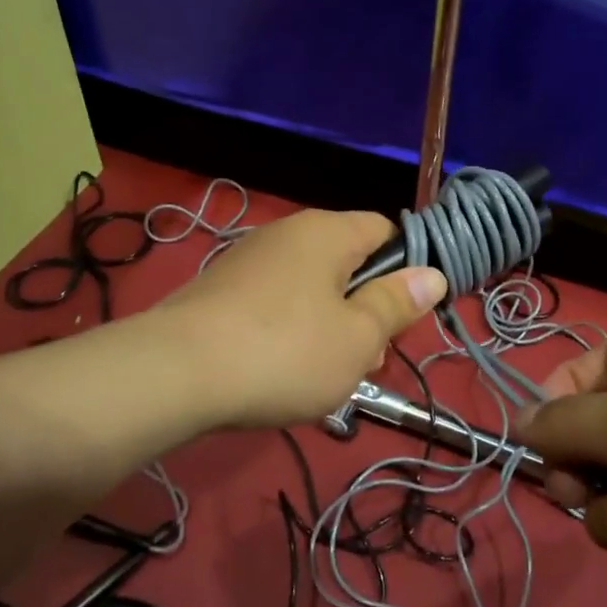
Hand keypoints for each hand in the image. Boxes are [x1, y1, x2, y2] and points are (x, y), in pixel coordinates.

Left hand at [154, 209, 446, 429]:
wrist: (174, 374)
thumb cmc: (284, 352)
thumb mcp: (358, 337)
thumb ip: (397, 303)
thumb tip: (432, 274)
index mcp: (327, 232)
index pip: (385, 231)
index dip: (406, 269)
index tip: (406, 315)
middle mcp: (288, 233)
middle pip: (348, 262)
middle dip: (366, 308)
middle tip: (368, 358)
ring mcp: (249, 260)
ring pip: (312, 287)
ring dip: (330, 326)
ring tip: (327, 375)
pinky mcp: (221, 290)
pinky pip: (275, 303)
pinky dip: (290, 331)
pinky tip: (282, 371)